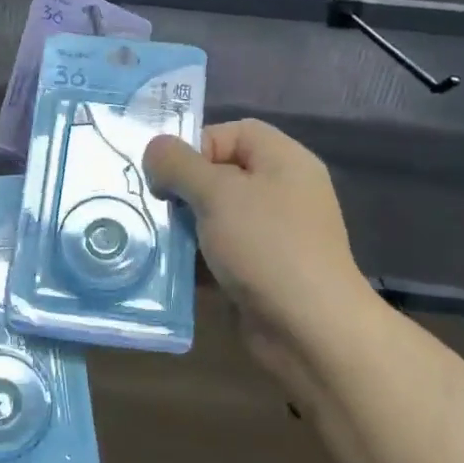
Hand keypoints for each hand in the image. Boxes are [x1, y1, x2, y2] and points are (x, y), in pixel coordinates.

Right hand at [145, 120, 374, 381]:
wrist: (310, 329)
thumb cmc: (266, 246)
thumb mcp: (217, 194)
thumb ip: (180, 164)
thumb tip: (155, 149)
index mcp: (283, 161)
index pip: (233, 133)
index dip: (196, 145)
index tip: (167, 173)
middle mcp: (281, 192)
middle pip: (221, 175)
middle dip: (182, 189)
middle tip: (153, 206)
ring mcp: (273, 235)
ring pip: (216, 217)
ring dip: (183, 226)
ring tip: (154, 237)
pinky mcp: (261, 271)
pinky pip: (220, 252)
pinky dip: (195, 258)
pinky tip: (168, 268)